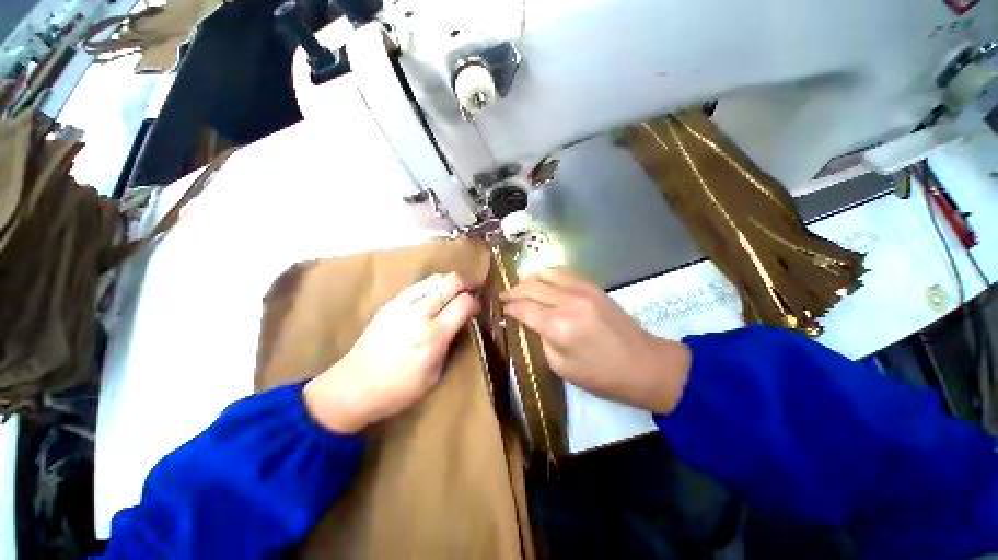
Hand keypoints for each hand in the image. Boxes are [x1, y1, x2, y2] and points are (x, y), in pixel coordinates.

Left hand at [304, 272, 478, 432]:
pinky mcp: (389, 303)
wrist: (353, 386)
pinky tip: (431, 297)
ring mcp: (402, 305)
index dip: (474, 302)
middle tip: (469, 293)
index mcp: (434, 335)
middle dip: (465, 284)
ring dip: (448, 283)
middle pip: (450, 282)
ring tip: (452, 293)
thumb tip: (460, 323)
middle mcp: (419, 314)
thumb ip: (450, 344)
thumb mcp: (435, 375)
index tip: (476, 309)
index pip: (463, 302)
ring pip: (434, 278)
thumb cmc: (399, 389)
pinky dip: (431, 286)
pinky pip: (417, 285)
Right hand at [501, 268, 690, 414]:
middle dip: (514, 291)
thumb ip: (540, 338)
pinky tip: (544, 282)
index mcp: (558, 325)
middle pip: (531, 286)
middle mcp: (567, 301)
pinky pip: (564, 272)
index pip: (523, 307)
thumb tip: (527, 320)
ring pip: (546, 273)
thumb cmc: (600, 375)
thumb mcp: (560, 365)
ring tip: (521, 287)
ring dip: (529, 278)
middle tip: (504, 297)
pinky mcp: (593, 286)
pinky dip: (548, 274)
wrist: (644, 364)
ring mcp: (582, 289)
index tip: (501, 309)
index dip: (508, 307)